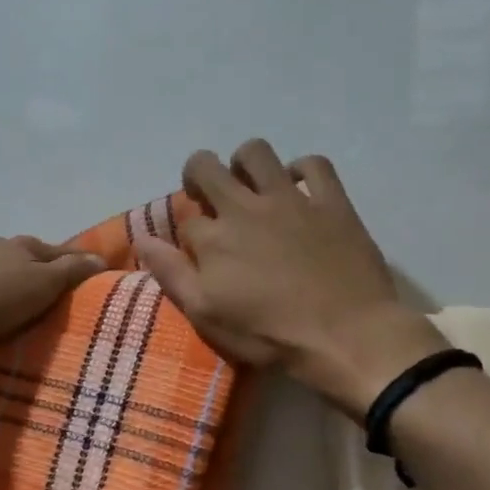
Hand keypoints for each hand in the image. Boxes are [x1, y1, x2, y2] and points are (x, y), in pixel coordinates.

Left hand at [0, 236, 105, 345]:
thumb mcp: (40, 285)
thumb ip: (69, 272)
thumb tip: (100, 258)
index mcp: (24, 246)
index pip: (61, 251)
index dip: (78, 263)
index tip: (92, 277)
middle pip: (26, 257)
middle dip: (40, 271)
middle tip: (53, 295)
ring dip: (6, 280)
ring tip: (14, 304)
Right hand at [136, 139, 438, 416]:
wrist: (347, 336)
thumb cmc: (271, 335)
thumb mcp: (208, 316)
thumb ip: (172, 274)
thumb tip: (142, 239)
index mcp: (213, 238)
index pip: (185, 221)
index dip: (189, 237)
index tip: (200, 256)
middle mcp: (245, 207)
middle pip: (205, 167)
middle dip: (198, 177)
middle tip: (210, 199)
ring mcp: (290, 199)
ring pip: (255, 152)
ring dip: (244, 163)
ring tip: (250, 187)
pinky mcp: (330, 201)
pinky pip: (314, 164)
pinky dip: (302, 170)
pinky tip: (299, 189)